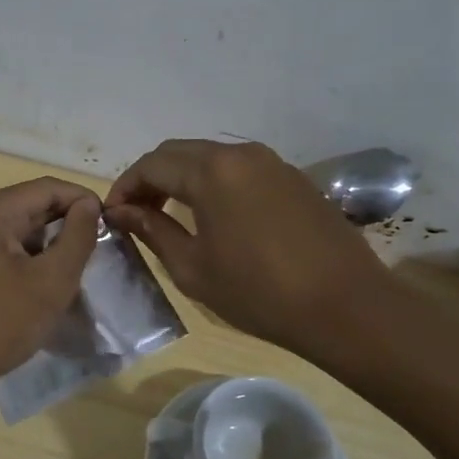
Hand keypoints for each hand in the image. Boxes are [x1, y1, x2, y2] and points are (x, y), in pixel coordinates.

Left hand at [0, 177, 101, 400]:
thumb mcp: (51, 282)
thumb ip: (78, 237)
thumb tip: (89, 205)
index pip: (47, 187)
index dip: (84, 201)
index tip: (112, 226)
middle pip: (30, 205)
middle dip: (66, 225)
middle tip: (96, 252)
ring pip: (16, 229)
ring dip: (47, 245)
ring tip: (73, 272)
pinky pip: (0, 248)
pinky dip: (26, 259)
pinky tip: (41, 286)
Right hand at [106, 139, 392, 358]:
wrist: (345, 306)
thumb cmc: (259, 292)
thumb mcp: (193, 268)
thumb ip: (153, 231)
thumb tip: (123, 212)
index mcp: (211, 171)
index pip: (151, 164)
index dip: (125, 186)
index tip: (113, 215)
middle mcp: (240, 153)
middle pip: (179, 153)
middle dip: (151, 178)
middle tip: (137, 213)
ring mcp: (271, 162)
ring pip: (211, 157)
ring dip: (182, 178)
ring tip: (170, 214)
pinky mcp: (292, 177)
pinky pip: (239, 169)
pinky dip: (214, 183)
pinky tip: (213, 215)